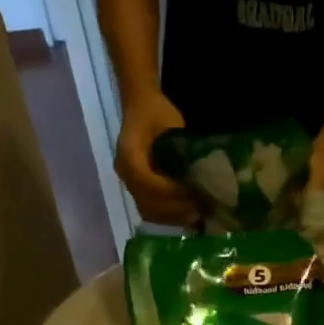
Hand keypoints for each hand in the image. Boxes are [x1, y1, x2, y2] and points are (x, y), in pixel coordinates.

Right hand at [115, 93, 198, 227]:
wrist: (141, 107)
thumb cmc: (157, 112)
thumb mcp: (170, 123)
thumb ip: (179, 149)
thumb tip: (198, 175)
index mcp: (128, 153)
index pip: (145, 181)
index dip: (168, 191)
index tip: (191, 193)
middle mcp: (124, 172)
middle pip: (146, 202)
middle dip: (173, 209)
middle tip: (199, 210)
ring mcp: (129, 182)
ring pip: (148, 210)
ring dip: (172, 217)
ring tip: (196, 216)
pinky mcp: (138, 189)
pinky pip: (150, 210)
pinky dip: (169, 217)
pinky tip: (188, 216)